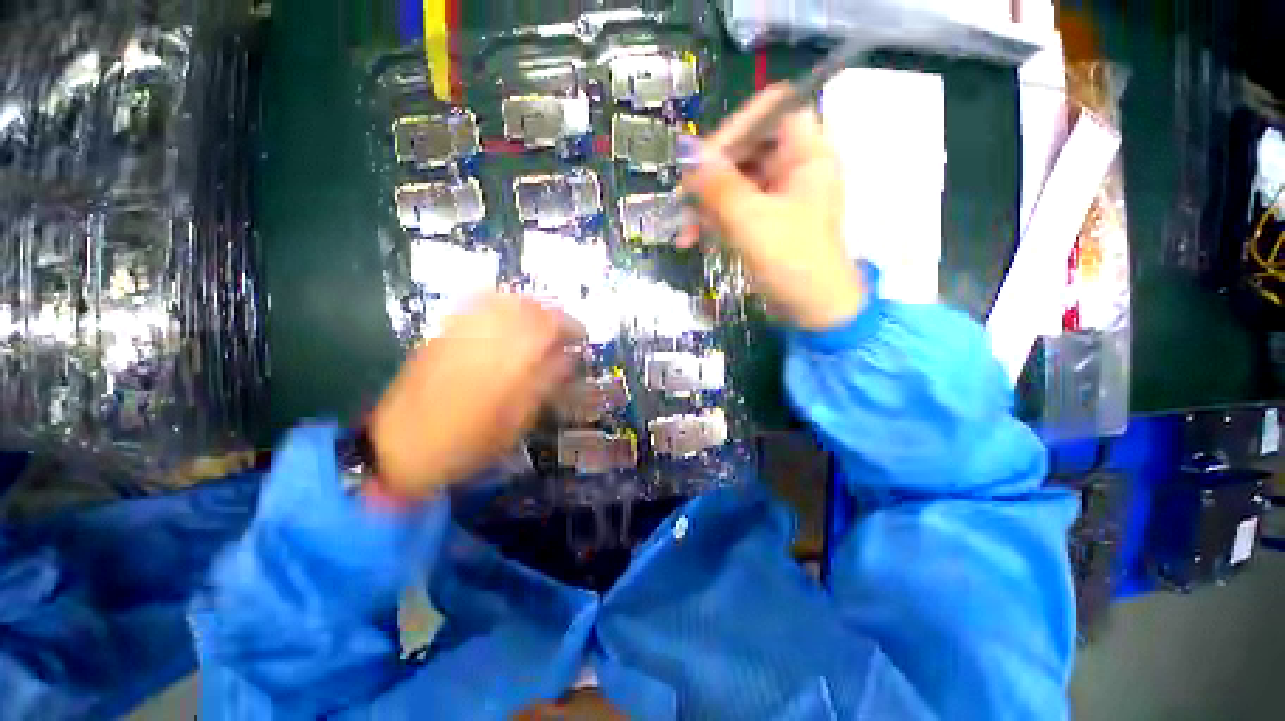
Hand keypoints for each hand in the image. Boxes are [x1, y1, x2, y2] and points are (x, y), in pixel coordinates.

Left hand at [367, 294, 583, 499]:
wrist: (397, 447)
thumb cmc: (466, 443)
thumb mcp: (515, 422)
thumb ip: (544, 384)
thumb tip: (568, 358)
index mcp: (506, 361)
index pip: (547, 326)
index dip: (570, 326)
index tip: (582, 336)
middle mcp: (484, 337)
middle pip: (526, 306)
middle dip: (552, 314)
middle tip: (564, 332)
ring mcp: (460, 331)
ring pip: (503, 301)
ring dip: (530, 307)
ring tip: (541, 326)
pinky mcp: (443, 333)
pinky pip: (477, 305)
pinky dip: (502, 305)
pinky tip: (509, 320)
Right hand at [680, 84, 864, 330]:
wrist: (813, 311)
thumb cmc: (793, 263)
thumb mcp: (751, 222)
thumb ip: (719, 185)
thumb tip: (687, 151)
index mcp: (808, 154)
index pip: (772, 111)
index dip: (736, 127)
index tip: (703, 160)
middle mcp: (795, 167)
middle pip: (747, 149)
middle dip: (711, 178)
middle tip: (684, 201)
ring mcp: (779, 195)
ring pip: (735, 183)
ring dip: (706, 206)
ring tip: (686, 234)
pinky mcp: (766, 220)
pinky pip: (735, 208)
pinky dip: (714, 222)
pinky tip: (696, 241)